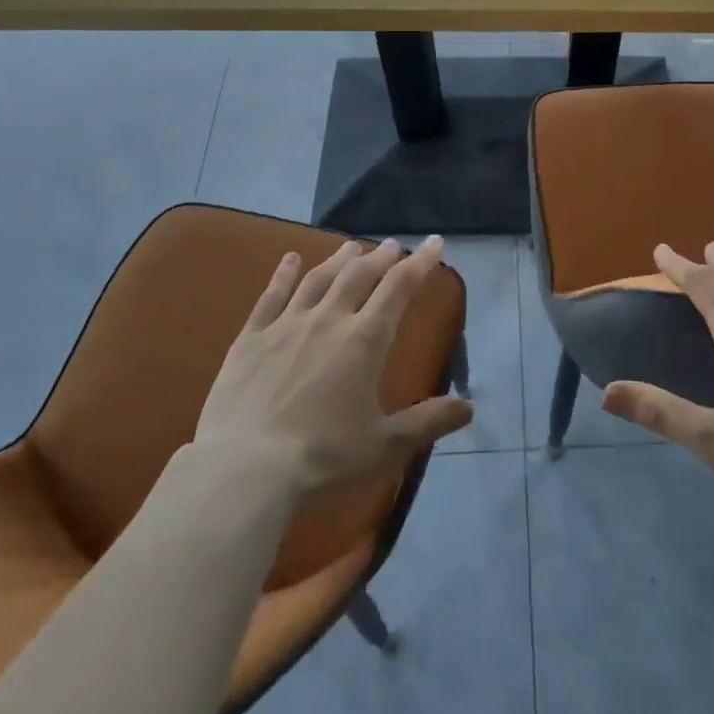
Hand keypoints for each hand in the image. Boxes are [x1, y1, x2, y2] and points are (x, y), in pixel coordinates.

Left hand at [193, 236, 472, 498]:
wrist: (244, 470)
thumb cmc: (323, 458)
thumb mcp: (385, 445)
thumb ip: (428, 422)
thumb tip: (469, 407)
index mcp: (364, 340)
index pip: (399, 288)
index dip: (420, 263)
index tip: (434, 243)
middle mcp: (329, 320)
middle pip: (359, 275)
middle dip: (380, 257)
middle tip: (392, 244)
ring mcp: (286, 325)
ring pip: (319, 279)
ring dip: (339, 258)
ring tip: (352, 246)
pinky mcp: (251, 339)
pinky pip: (271, 296)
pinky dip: (283, 274)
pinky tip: (289, 259)